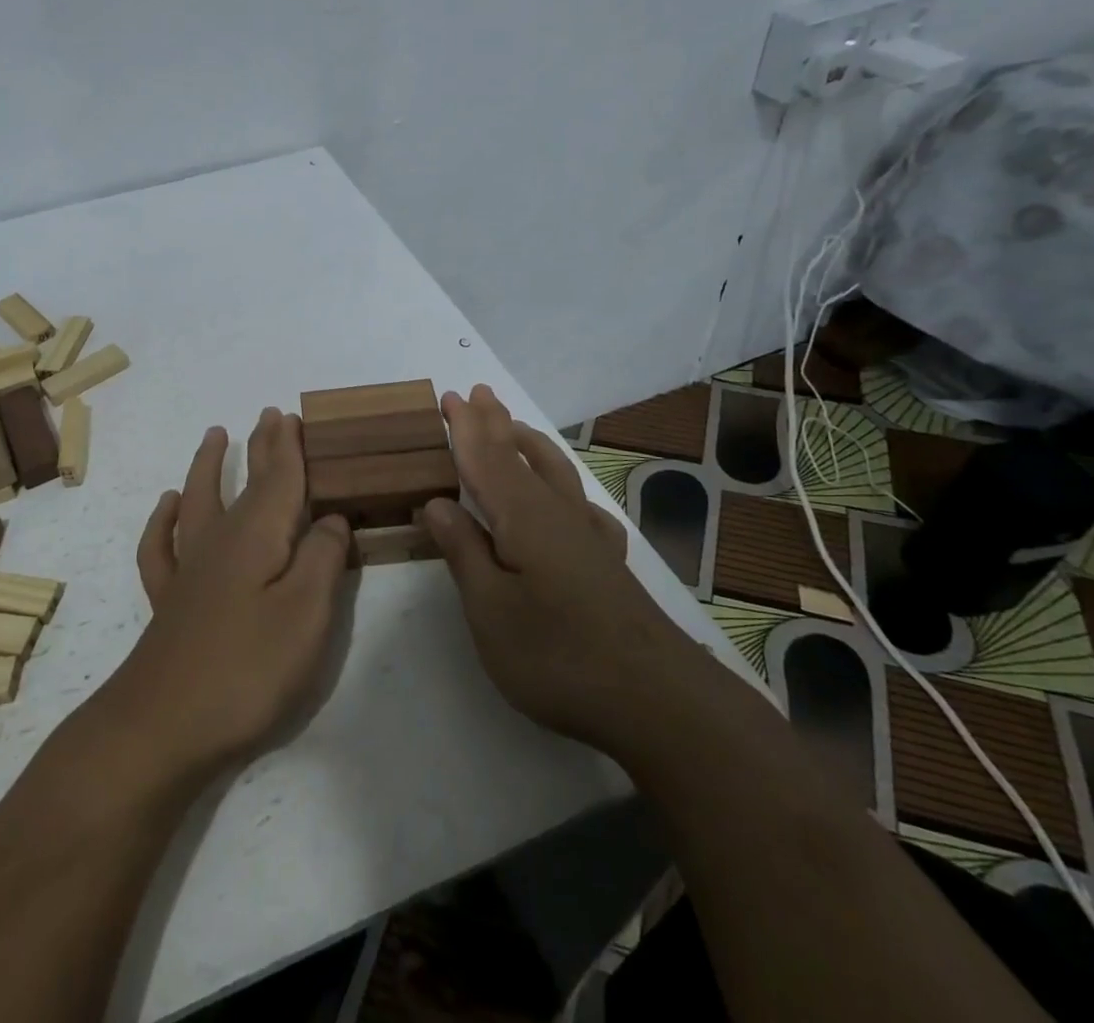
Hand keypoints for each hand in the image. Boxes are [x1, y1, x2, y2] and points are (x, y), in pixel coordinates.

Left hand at [100, 408, 351, 781]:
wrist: (162, 727)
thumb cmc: (246, 670)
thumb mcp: (306, 614)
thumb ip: (323, 558)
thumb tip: (332, 519)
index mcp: (259, 536)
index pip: (280, 478)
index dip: (289, 447)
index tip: (293, 415)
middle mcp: (221, 540)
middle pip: (244, 482)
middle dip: (260, 447)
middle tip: (269, 416)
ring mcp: (189, 569)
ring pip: (199, 500)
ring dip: (209, 466)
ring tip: (214, 435)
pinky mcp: (169, 600)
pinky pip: (161, 546)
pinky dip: (164, 520)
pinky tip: (168, 505)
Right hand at [422, 385, 700, 751]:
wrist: (656, 700)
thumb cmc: (557, 654)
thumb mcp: (490, 609)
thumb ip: (463, 551)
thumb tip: (437, 503)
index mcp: (522, 517)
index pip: (485, 460)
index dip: (465, 429)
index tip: (450, 397)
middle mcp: (557, 514)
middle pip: (521, 456)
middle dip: (497, 424)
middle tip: (479, 393)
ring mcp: (588, 538)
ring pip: (556, 474)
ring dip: (531, 446)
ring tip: (516, 427)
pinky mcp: (608, 564)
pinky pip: (583, 507)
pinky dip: (569, 490)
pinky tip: (572, 501)